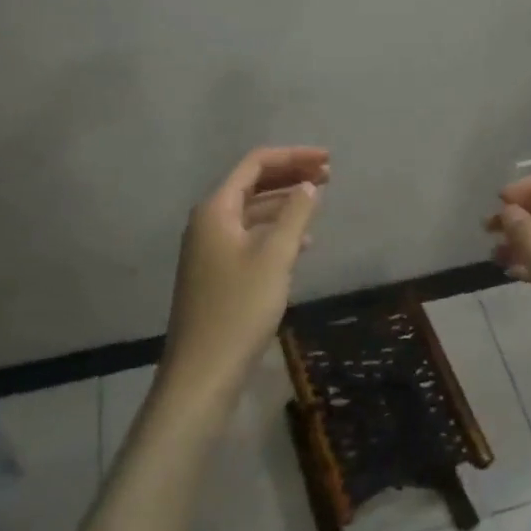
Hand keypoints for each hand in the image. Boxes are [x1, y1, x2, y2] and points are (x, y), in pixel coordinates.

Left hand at [158, 146, 329, 412]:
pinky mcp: (216, 273)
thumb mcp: (275, 257)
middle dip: (290, 175)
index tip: (327, 159)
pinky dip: (275, 231)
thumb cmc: (239, 309)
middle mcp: (208, 221)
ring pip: (252, 211)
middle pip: (252, 184)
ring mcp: (209, 248)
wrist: (202, 373)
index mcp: (216, 209)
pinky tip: (301, 242)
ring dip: (284, 202)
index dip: (293, 156)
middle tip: (328, 174)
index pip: (255, 164)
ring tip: (318, 201)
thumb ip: (295, 214)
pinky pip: (249, 236)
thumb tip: (308, 185)